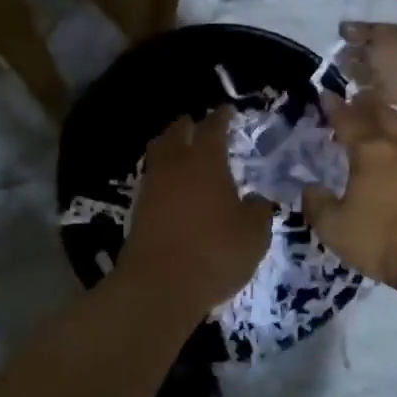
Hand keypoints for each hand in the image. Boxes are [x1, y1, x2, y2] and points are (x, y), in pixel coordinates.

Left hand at [122, 109, 275, 310]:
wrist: (159, 285)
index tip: (226, 110)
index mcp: (206, 161)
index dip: (221, 117)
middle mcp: (176, 165)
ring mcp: (152, 186)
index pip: (213, 127)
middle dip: (188, 125)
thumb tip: (257, 199)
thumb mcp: (254, 234)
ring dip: (170, 146)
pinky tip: (173, 186)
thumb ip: (258, 211)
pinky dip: (163, 175)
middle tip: (199, 125)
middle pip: (177, 132)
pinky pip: (152, 179)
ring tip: (182, 151)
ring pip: (159, 153)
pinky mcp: (138, 210)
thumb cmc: (215, 252)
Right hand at [302, 93, 396, 287]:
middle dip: (364, 103)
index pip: (347, 119)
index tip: (325, 95)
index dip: (334, 106)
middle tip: (353, 99)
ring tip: (375, 122)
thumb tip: (309, 187)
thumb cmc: (382, 239)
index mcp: (369, 151)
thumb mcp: (334, 228)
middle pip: (380, 112)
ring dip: (386, 118)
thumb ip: (317, 204)